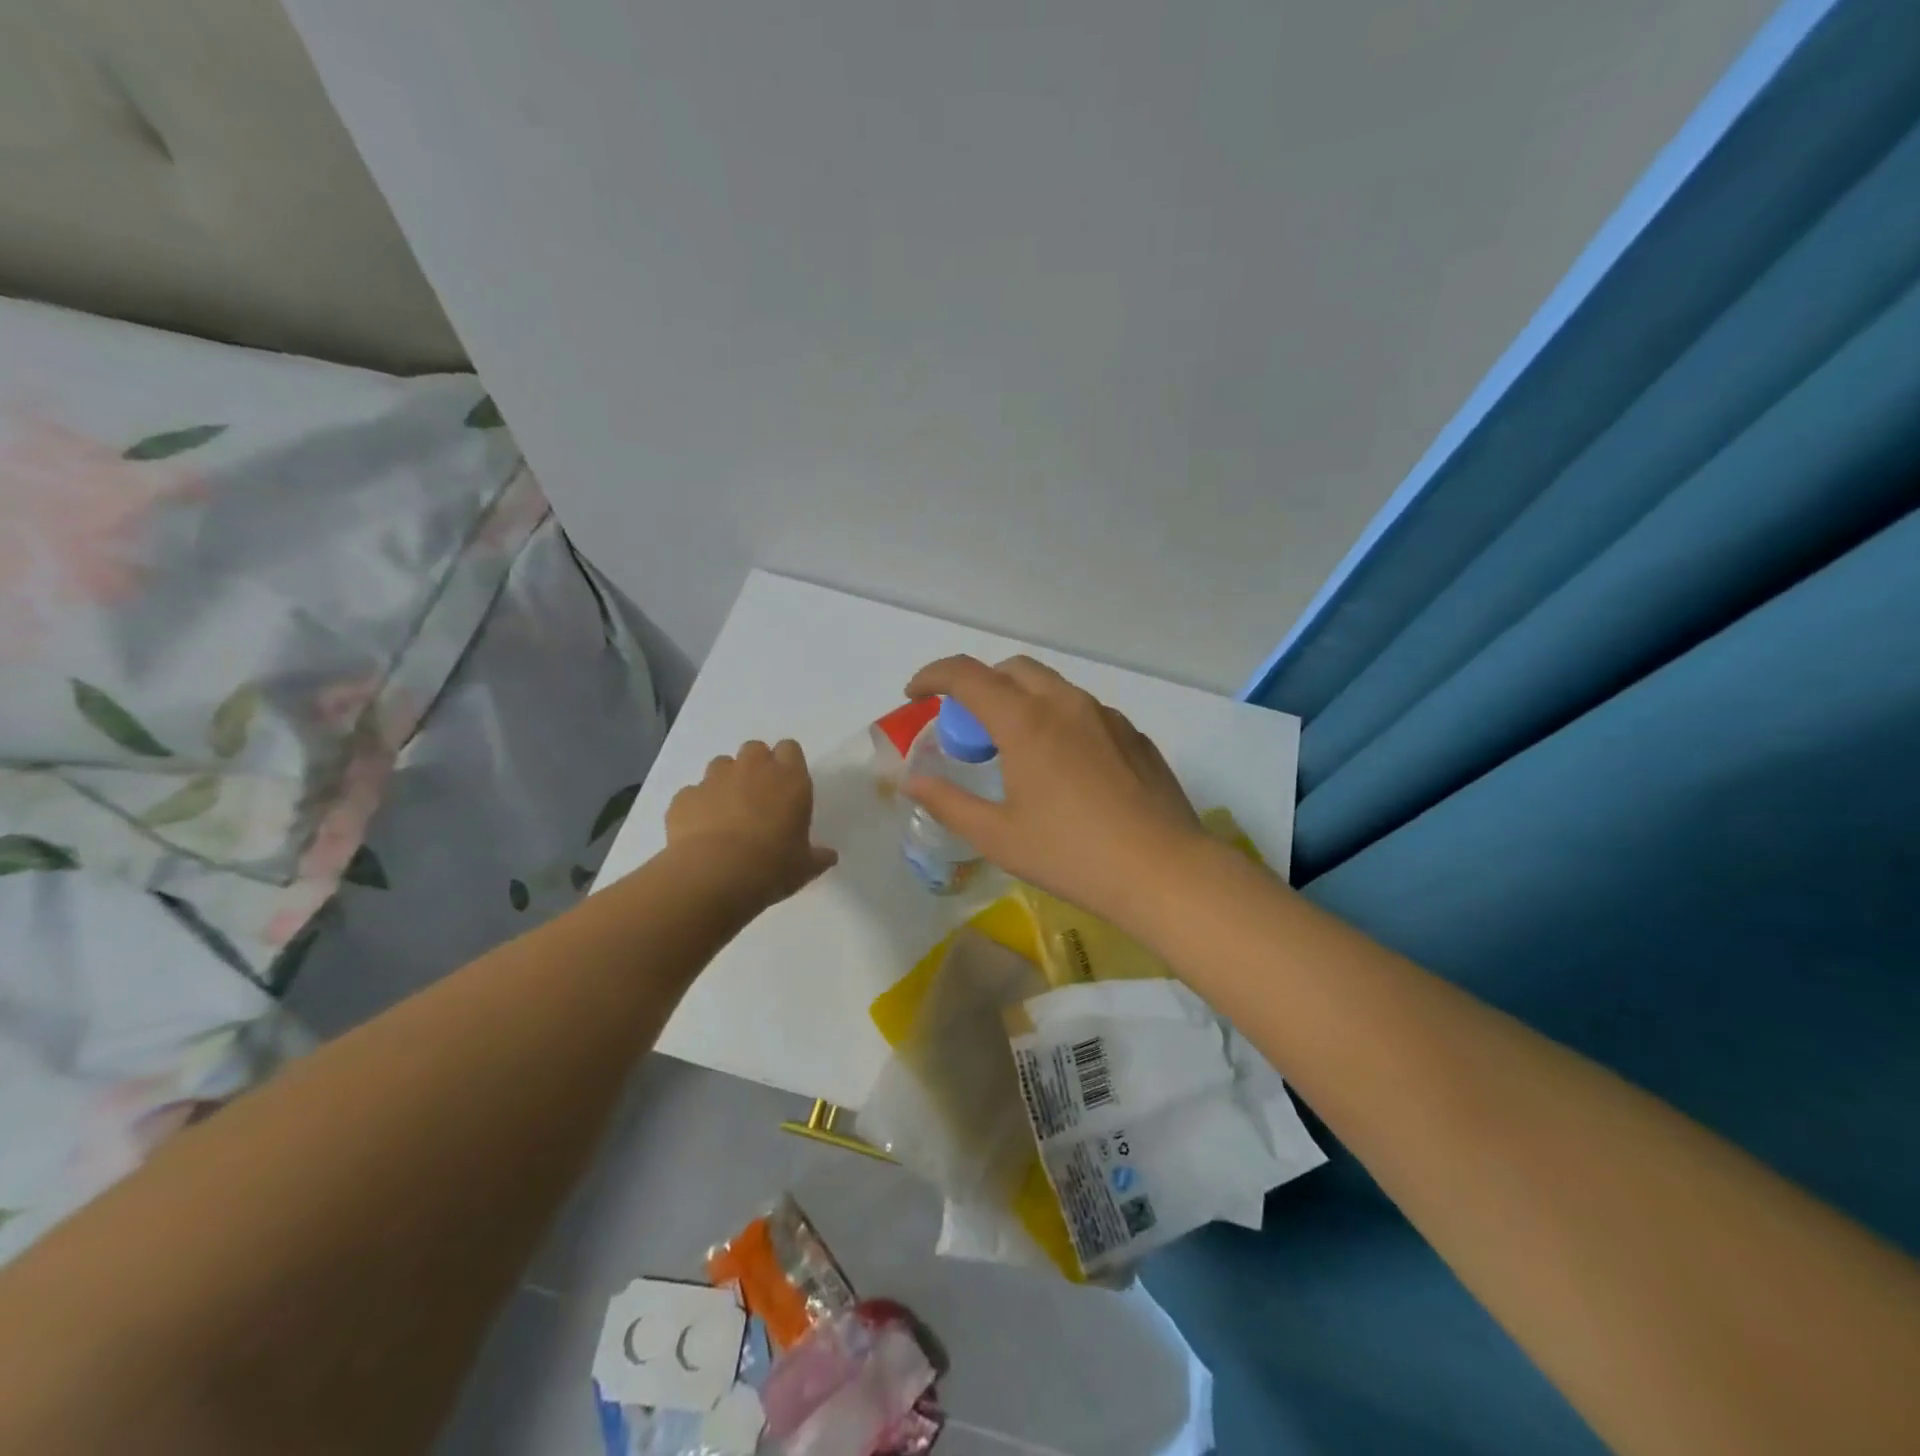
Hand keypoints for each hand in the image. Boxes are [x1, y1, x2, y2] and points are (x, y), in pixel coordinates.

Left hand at [666, 740, 837, 908]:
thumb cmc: (773, 866)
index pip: (790, 749)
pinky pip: (693, 793)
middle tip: (758, 797)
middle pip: (755, 749)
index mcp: (790, 779)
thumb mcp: (805, 867)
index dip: (787, 764)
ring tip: (727, 813)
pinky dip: (697, 806)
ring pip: (721, 765)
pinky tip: (700, 831)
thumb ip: (817, 856)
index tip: (786, 786)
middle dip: (755, 767)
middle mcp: (753, 769)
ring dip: (725, 782)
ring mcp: (715, 779)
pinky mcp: (685, 797)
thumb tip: (828, 856)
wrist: (715, 875)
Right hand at [901, 655, 1205, 920]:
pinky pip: (1085, 712)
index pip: (967, 675)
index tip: (915, 694)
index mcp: (1025, 721)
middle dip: (980, 685)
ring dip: (1021, 701)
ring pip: (1053, 688)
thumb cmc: (1071, 854)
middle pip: (1012, 669)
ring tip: (1015, 749)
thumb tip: (912, 782)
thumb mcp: (997, 836)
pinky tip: (1065, 769)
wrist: (1163, 871)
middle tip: (967, 727)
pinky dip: (1058, 721)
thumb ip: (948, 802)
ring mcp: (1106, 716)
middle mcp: (1066, 704)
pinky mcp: (1134, 736)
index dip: (932, 676)